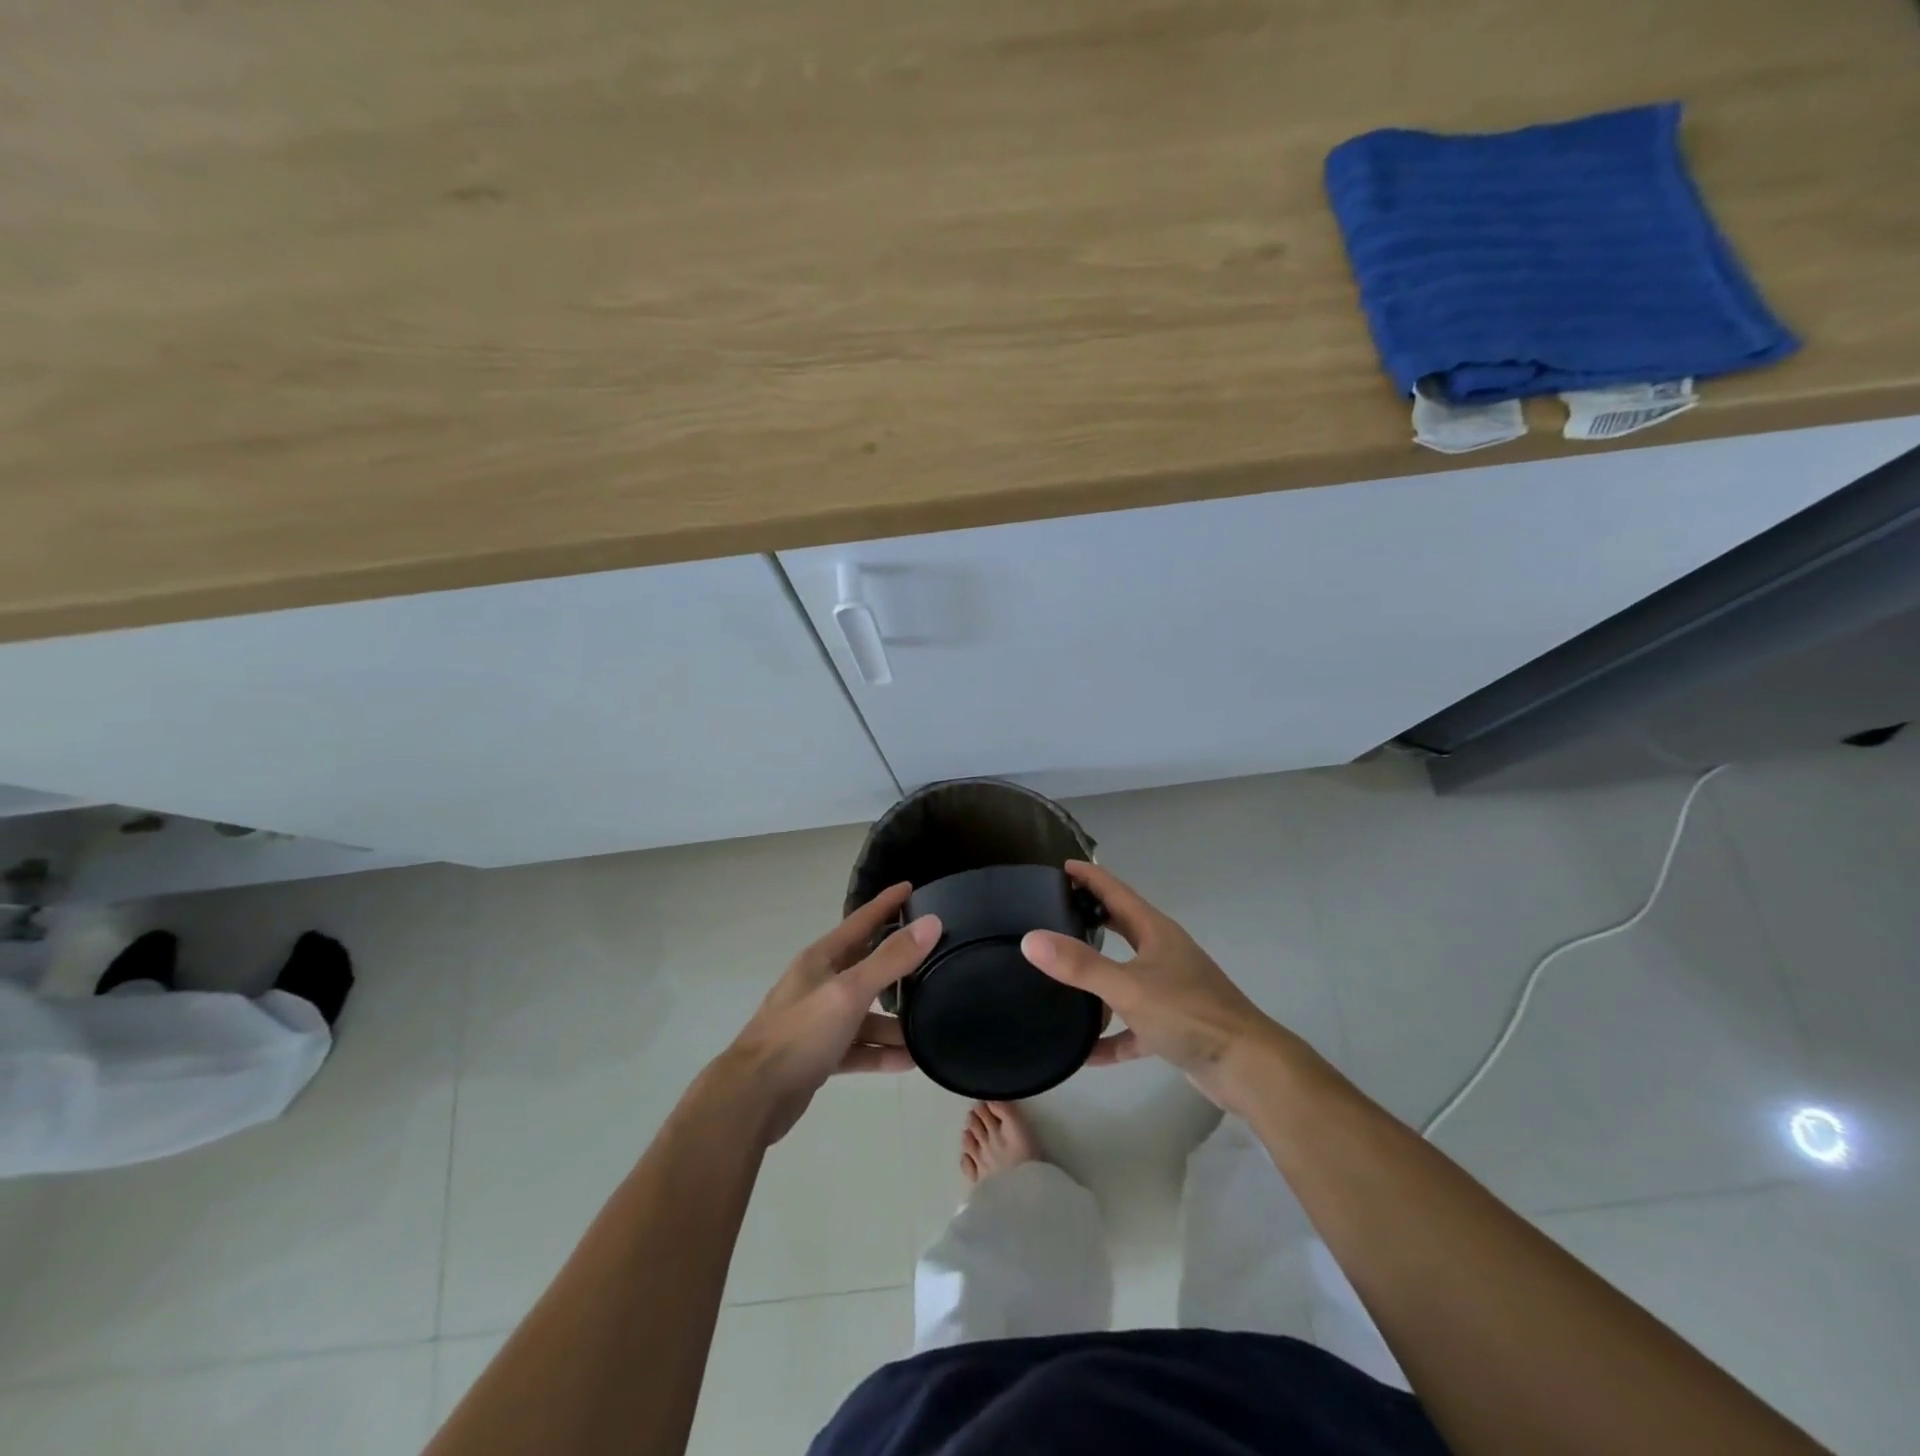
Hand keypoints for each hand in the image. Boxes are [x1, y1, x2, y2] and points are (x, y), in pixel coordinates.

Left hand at [714, 882, 938, 1144]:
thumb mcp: (850, 991)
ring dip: (893, 1021)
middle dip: (897, 963)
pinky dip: (879, 1052)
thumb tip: (931, 922)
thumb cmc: (800, 1034)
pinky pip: (857, 1047)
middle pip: (865, 965)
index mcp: (821, 959)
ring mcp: (817, 1021)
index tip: (911, 887)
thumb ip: (891, 959)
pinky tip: (908, 1061)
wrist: (752, 1098)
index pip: (861, 921)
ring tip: (928, 1027)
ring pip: (864, 1013)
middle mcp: (819, 983)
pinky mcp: (818, 1054)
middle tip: (934, 958)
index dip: (886, 904)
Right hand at [1021, 861, 1298, 1112]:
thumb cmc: (1189, 1014)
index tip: (1061, 866)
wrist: (1247, 1067)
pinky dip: (1110, 1036)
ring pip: (1124, 978)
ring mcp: (1170, 991)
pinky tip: (1084, 1053)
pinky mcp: (1173, 1027)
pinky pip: (1132, 1027)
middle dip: (1090, 920)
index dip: (1089, 877)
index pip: (1116, 892)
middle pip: (1120, 929)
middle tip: (1052, 914)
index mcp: (1155, 932)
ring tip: (1058, 981)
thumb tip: (1031, 939)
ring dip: (1096, 982)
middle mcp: (1163, 954)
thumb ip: (1080, 965)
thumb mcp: (1128, 987)